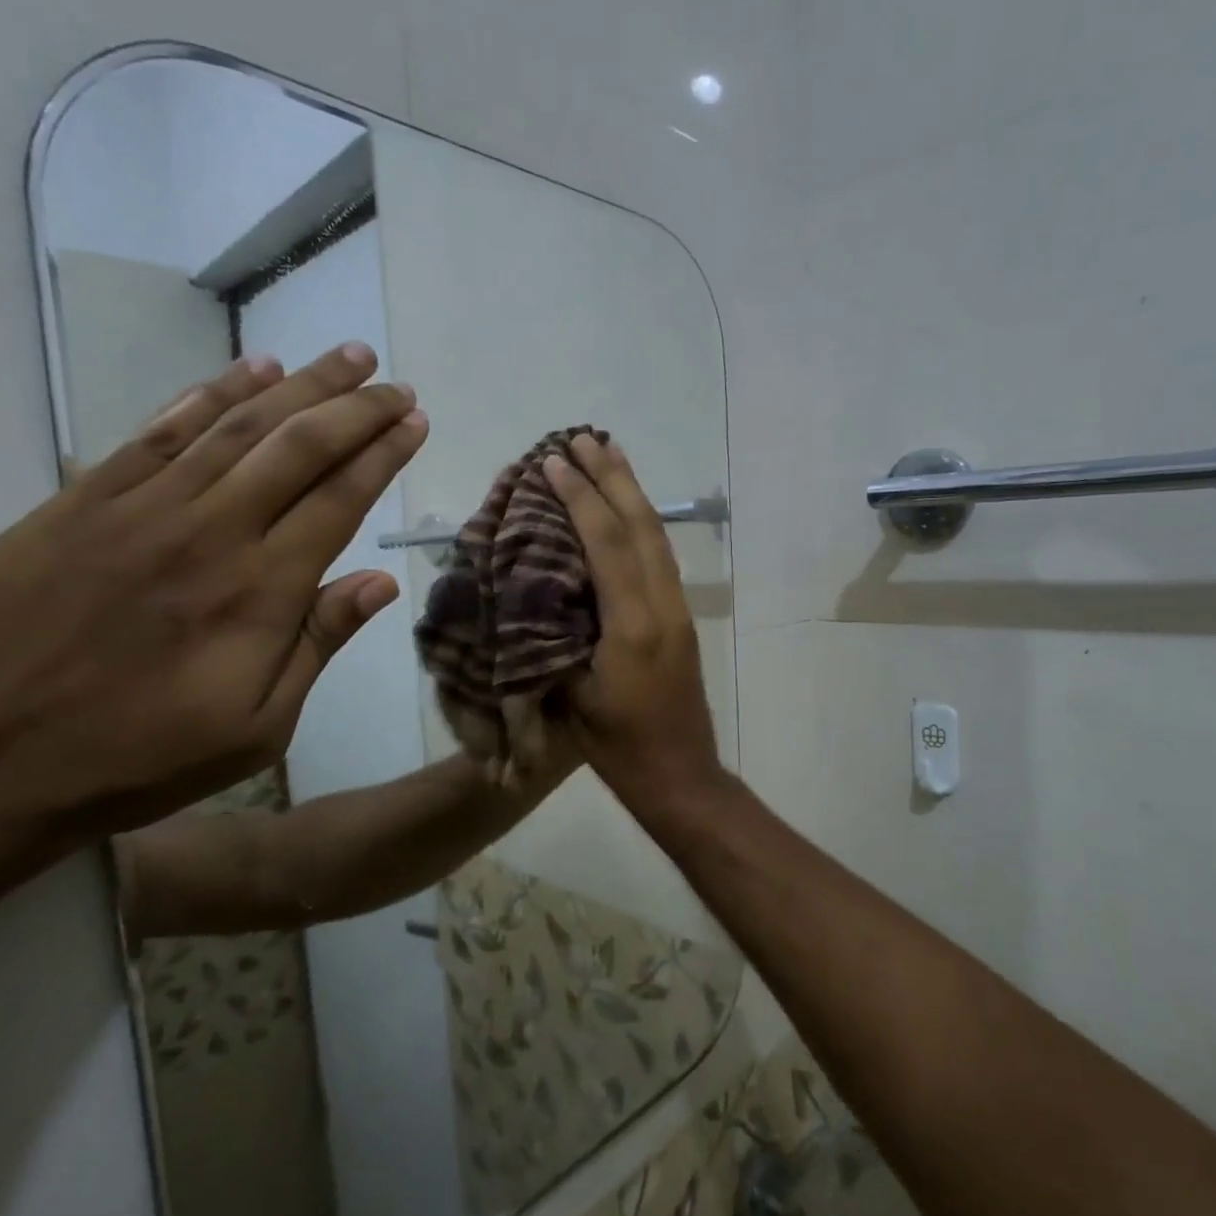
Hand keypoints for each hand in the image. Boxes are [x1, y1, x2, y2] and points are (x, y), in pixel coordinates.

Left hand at [0, 344, 425, 864]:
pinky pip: (158, 431)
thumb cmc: (136, 759)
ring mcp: (141, 508)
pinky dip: (209, 394)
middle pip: (298, 447)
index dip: (383, 454)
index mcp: (260, 592)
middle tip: (395, 383)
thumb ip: (317, 644)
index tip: (414, 422)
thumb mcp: (257, 729)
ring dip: (299, 386)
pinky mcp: (82, 501)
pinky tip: (249, 371)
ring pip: (236, 426)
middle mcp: (211, 532)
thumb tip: (381, 581)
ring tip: (345, 359)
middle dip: (356, 408)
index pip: (340, 499)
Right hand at [542, 434, 721, 804]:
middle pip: (641, 527)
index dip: (581, 500)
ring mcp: (678, 611)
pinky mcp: (681, 620)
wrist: (680, 777)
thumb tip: (534, 591)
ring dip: (632, 493)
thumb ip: (556, 639)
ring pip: (657, 538)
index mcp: (633, 626)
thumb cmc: (619, 748)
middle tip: (584, 438)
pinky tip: (627, 513)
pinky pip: (661, 557)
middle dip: (612, 478)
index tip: (554, 463)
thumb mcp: (574, 698)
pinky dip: (640, 524)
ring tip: (608, 456)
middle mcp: (663, 607)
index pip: (607, 546)